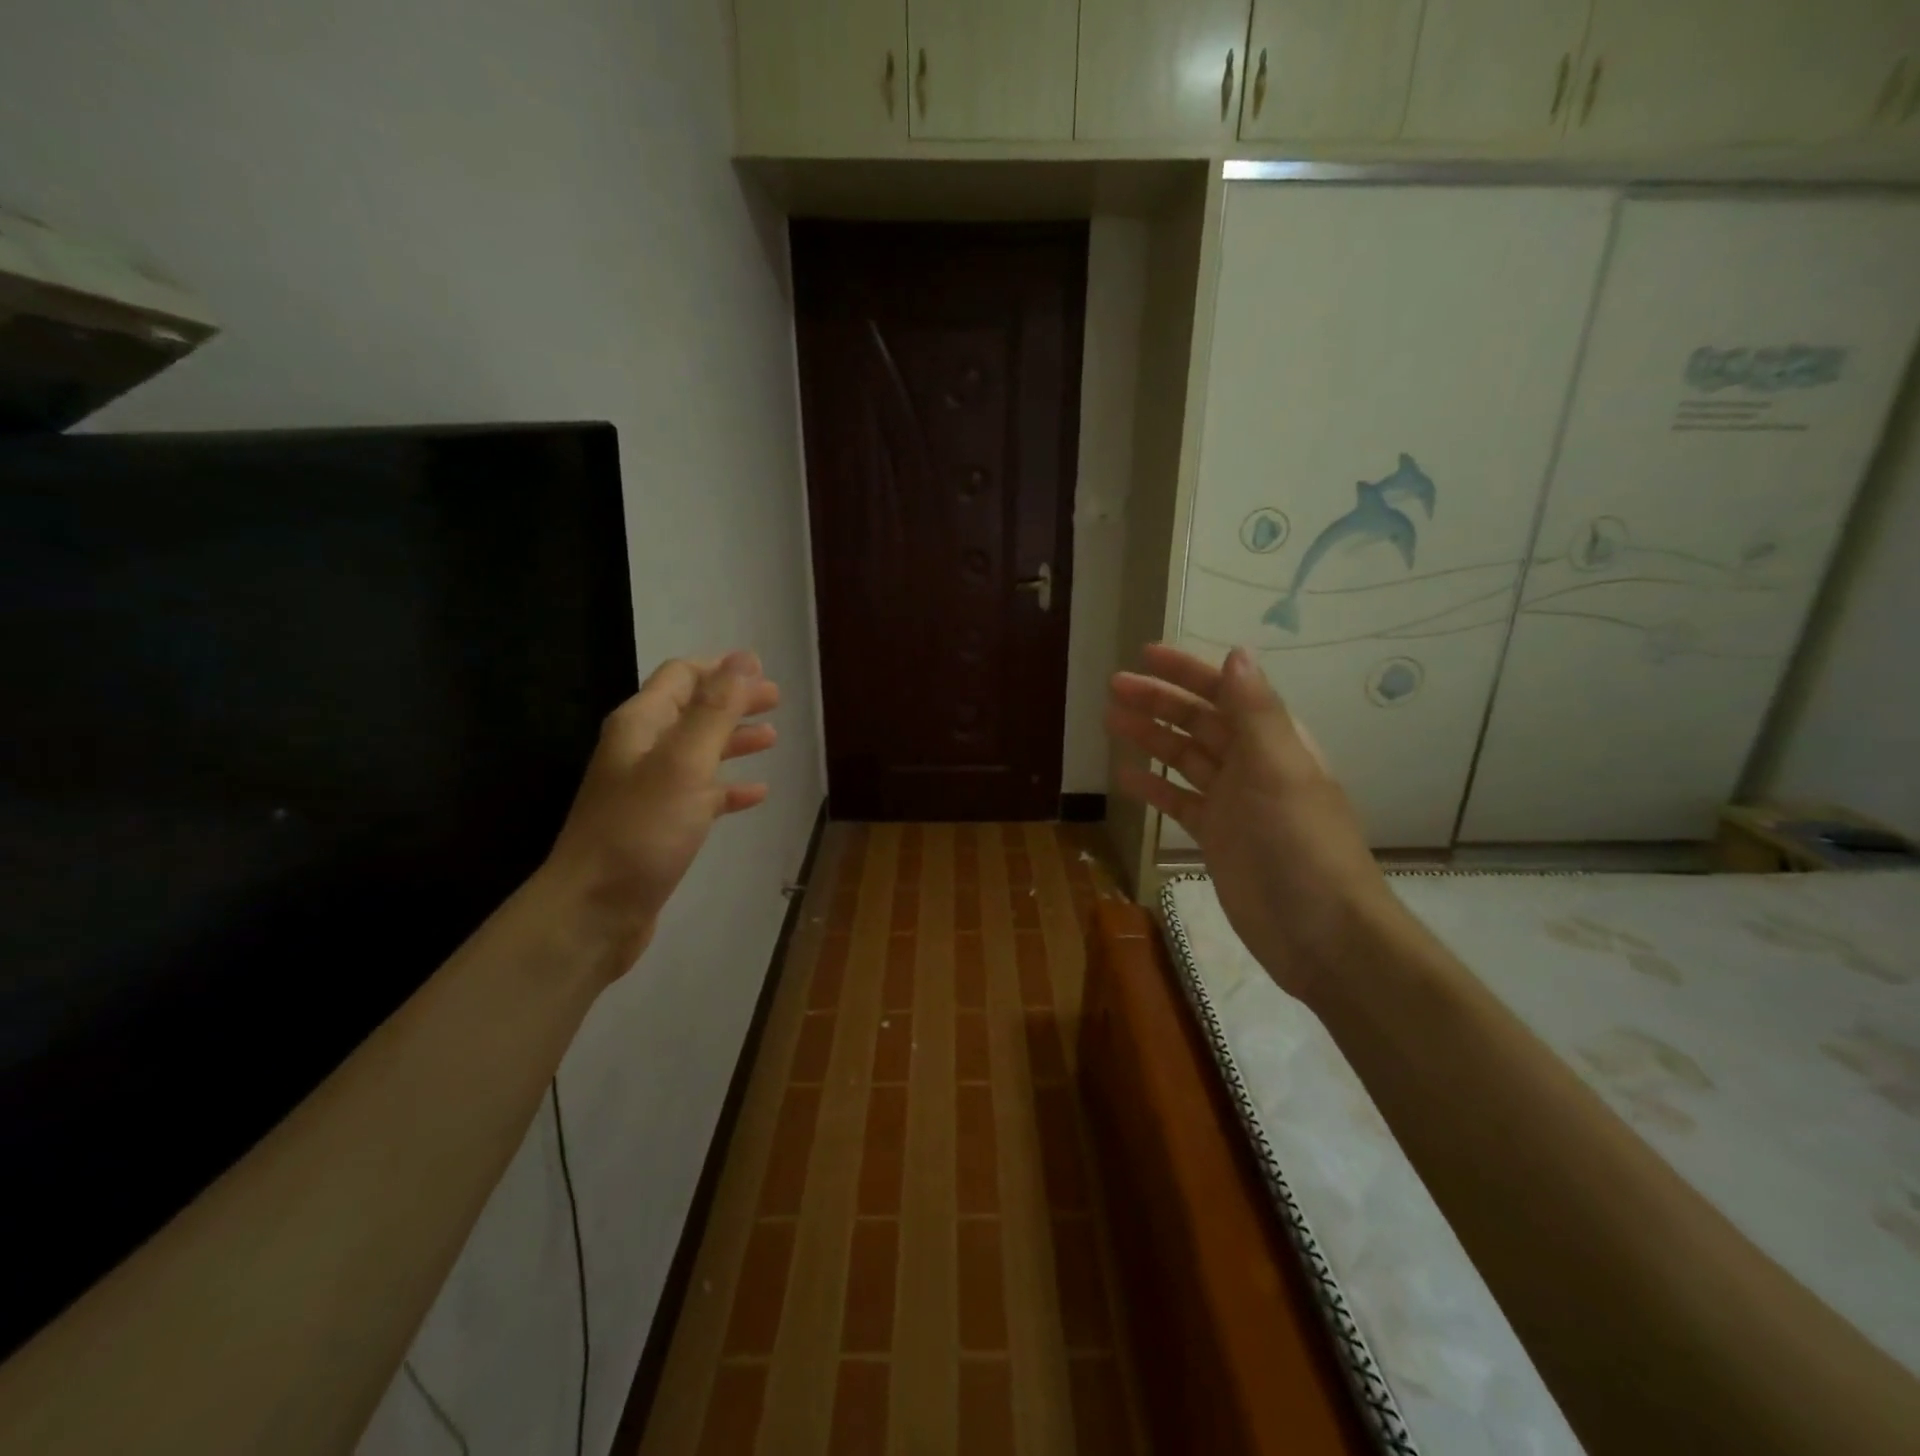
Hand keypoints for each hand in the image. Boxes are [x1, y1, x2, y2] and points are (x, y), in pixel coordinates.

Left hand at [541, 651, 778, 971]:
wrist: (593, 911)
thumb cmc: (640, 831)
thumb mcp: (684, 763)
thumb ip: (715, 711)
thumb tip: (743, 659)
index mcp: (640, 726)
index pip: (681, 677)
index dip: (720, 669)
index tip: (761, 669)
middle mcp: (641, 751)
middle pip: (692, 711)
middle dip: (732, 702)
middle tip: (774, 699)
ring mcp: (649, 790)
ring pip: (698, 752)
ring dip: (733, 740)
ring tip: (772, 738)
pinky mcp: (660, 826)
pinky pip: (701, 795)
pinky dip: (728, 787)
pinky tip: (756, 793)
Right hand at [1106, 643, 1400, 1002]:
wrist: (1319, 931)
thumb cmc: (1300, 843)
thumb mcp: (1279, 770)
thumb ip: (1255, 713)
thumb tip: (1237, 653)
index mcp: (1273, 742)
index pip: (1226, 693)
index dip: (1187, 671)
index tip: (1145, 655)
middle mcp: (1252, 765)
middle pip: (1199, 722)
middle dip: (1159, 701)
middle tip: (1114, 687)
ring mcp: (1232, 803)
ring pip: (1185, 758)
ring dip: (1151, 738)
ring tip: (1110, 720)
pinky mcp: (1216, 837)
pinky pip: (1179, 802)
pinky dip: (1154, 787)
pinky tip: (1125, 776)